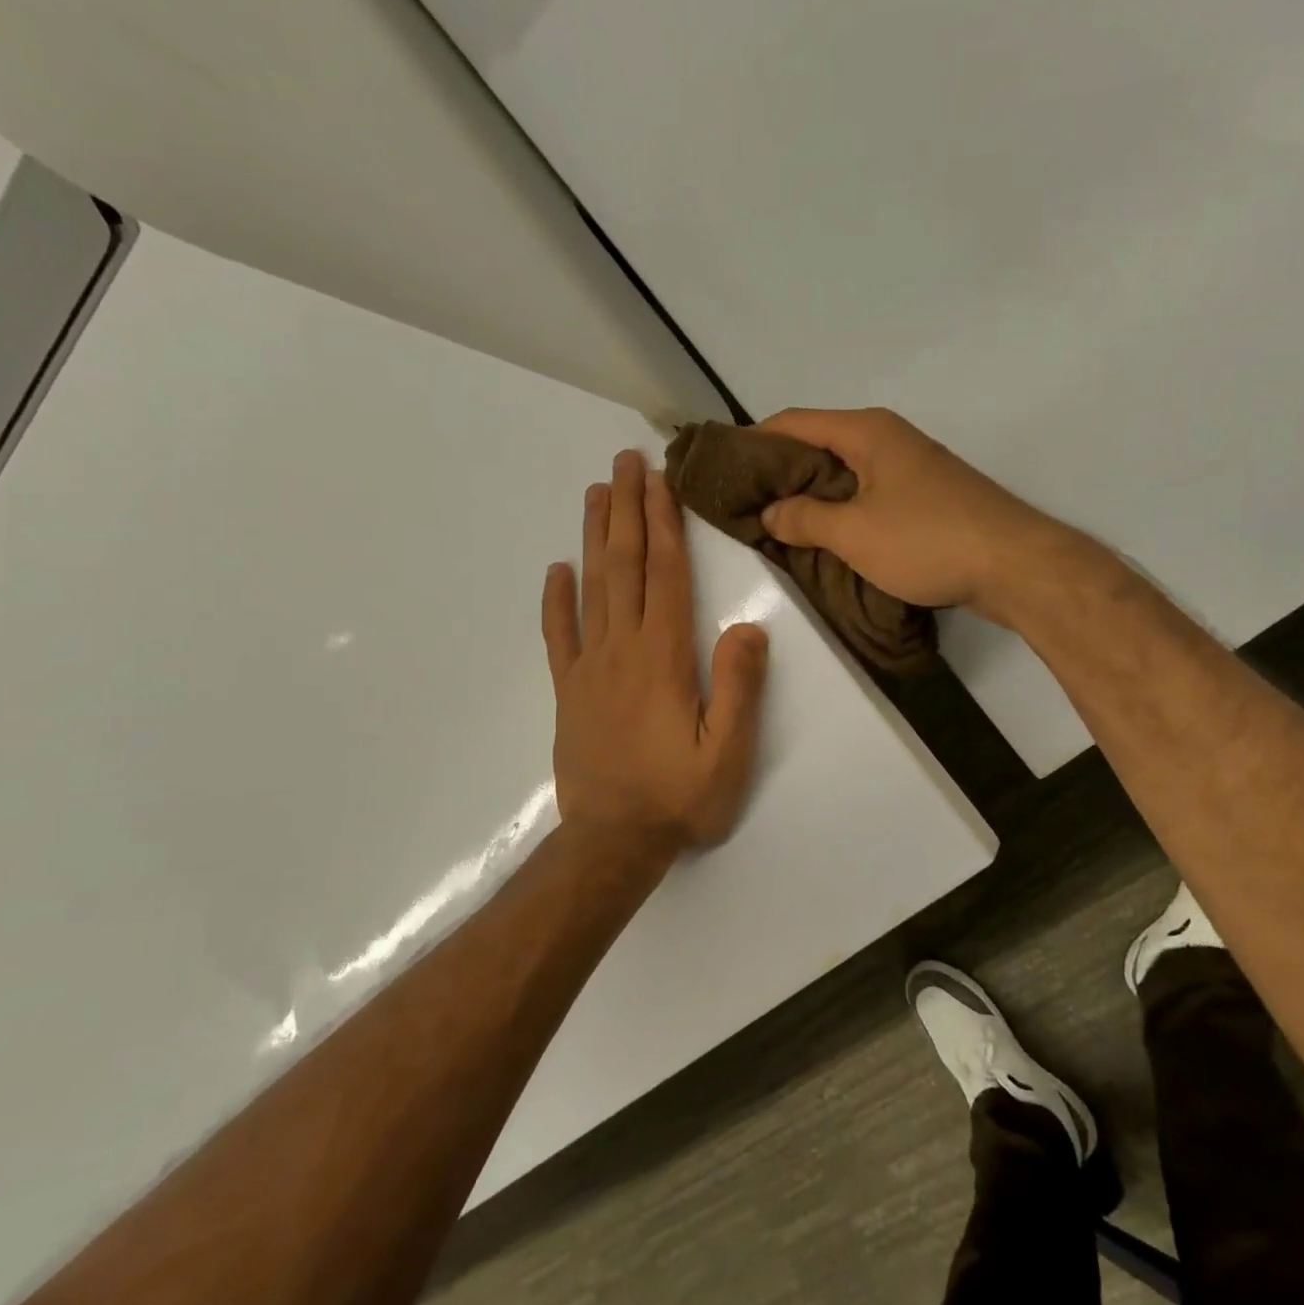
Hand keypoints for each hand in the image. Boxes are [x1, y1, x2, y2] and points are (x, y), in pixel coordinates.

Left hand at [543, 449, 769, 861]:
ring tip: (595, 493)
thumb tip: (747, 626)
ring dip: (595, 536)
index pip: (665, 574)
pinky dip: (556, 599)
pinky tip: (556, 569)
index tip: (659, 479)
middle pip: (624, 566)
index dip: (663, 523)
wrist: (613, 843)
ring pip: (591, 588)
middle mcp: (622, 649)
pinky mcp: (570, 691)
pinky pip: (559, 636)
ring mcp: (590, 667)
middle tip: (624, 461)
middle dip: (627, 509)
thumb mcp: (728, 751)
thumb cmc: (679, 797)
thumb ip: (738, 686)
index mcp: (663, 657)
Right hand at [757, 408, 1057, 623]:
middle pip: (817, 445)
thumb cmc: (928, 540)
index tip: (722, 468)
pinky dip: (841, 510)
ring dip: (810, 496)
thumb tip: (770, 512)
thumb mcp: (854, 533)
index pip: (793, 422)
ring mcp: (909, 468)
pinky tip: (825, 537)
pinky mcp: (925, 498)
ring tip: (776, 524)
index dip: (753, 441)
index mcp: (866, 431)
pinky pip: (867, 495)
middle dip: (778, 472)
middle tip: (743, 504)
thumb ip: (805, 519)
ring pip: (843, 473)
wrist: (1015, 566)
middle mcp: (886, 439)